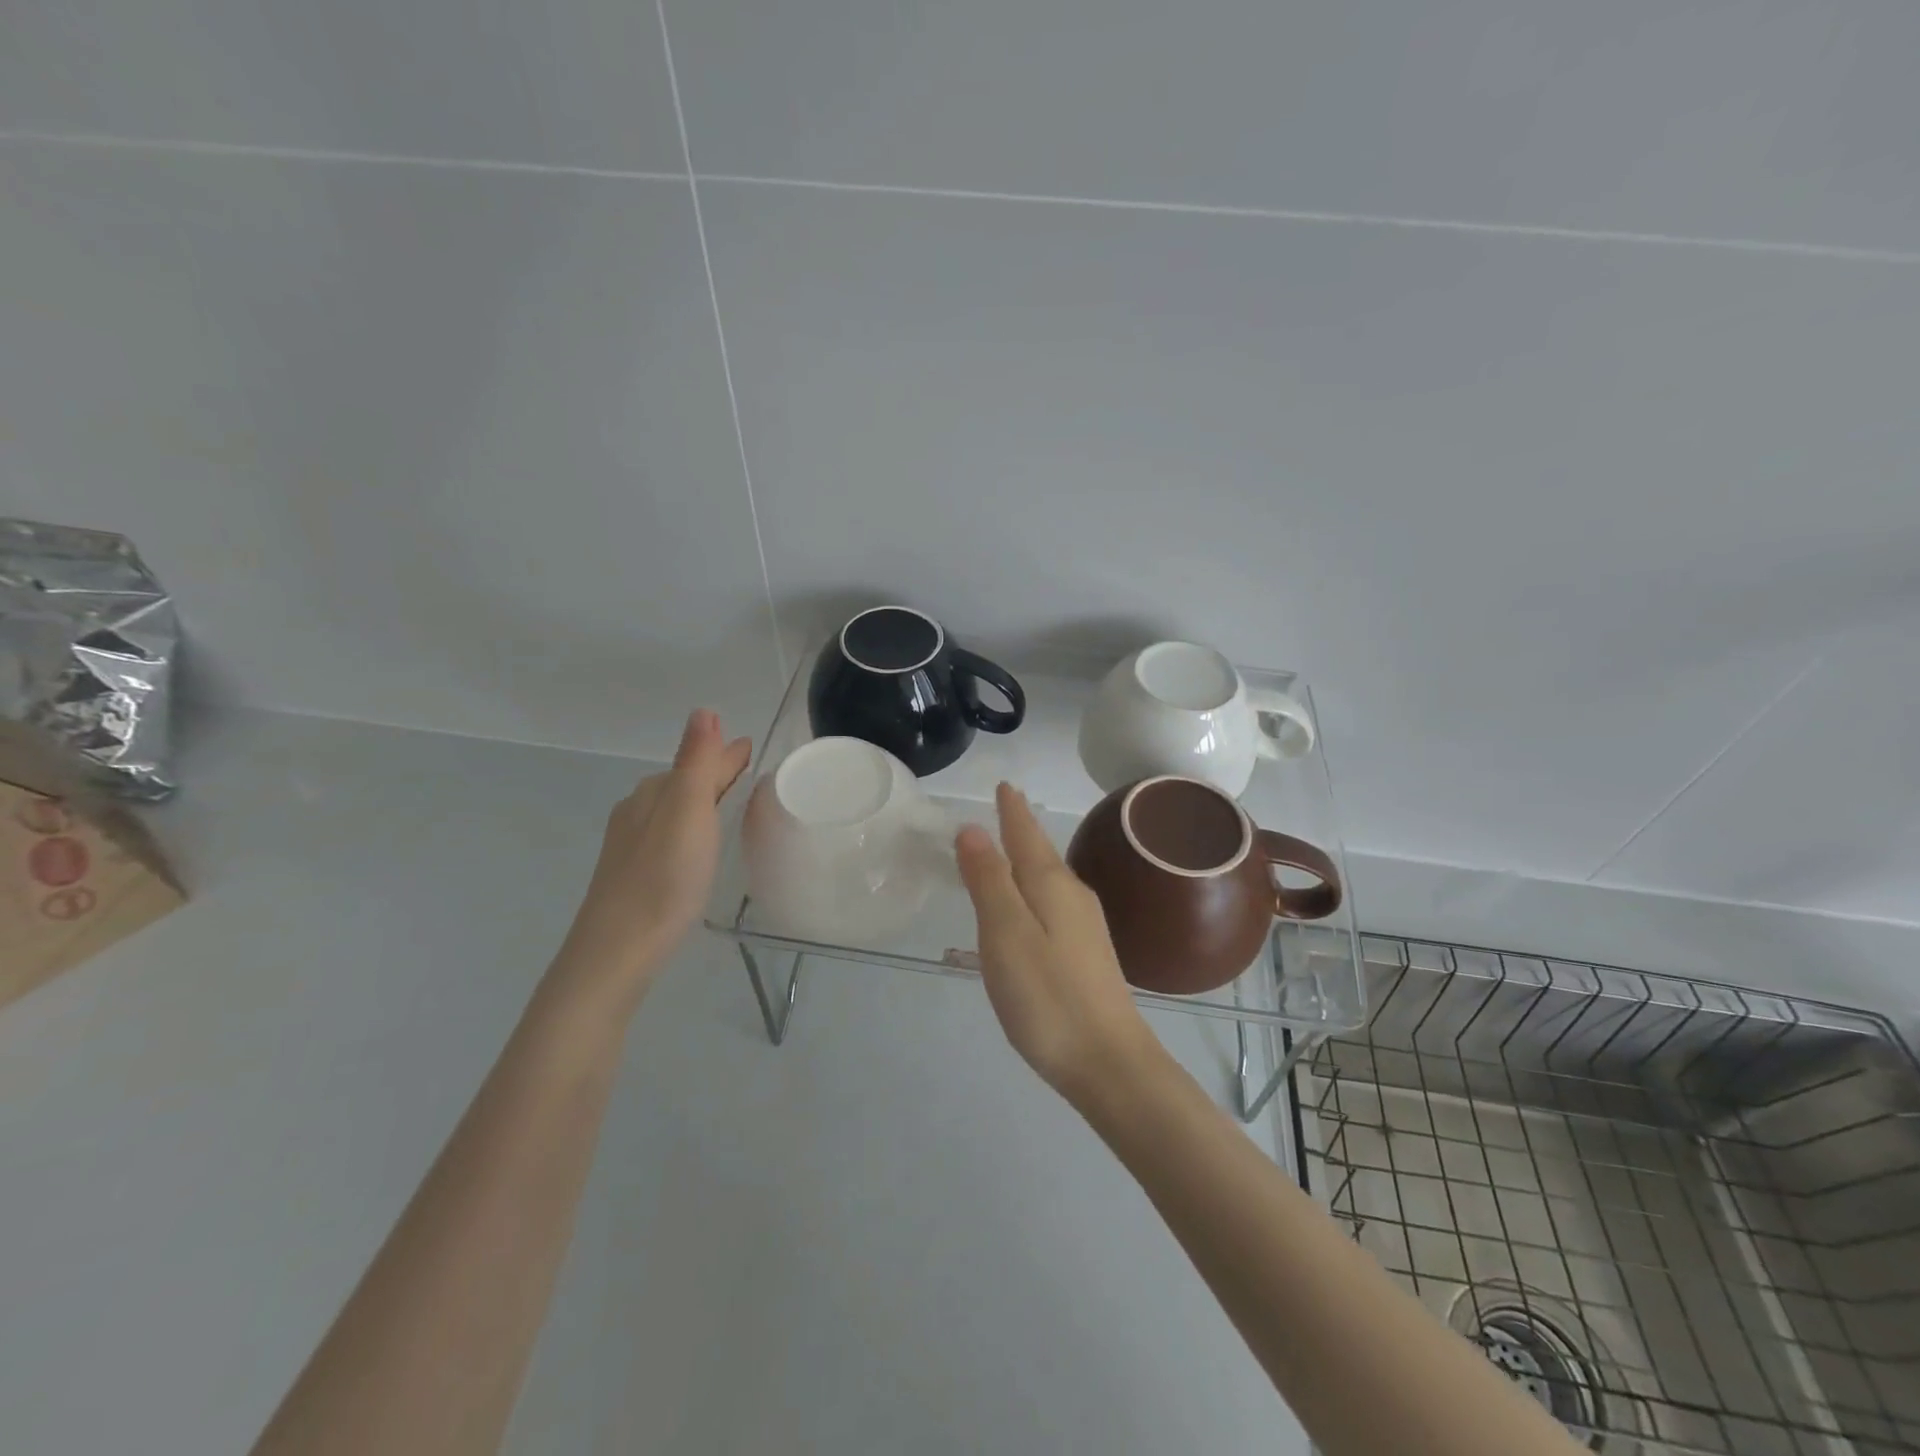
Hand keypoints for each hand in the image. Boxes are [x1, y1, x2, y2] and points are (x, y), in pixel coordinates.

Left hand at [559, 710, 751, 999]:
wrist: (618, 950)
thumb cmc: (663, 877)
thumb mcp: (688, 812)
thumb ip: (697, 762)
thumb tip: (704, 710)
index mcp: (653, 793)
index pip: (698, 762)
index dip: (726, 755)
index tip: (753, 750)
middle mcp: (638, 812)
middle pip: (683, 783)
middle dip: (714, 774)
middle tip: (749, 776)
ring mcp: (631, 846)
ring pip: (674, 811)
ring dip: (701, 802)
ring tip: (730, 808)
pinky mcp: (633, 876)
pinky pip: (669, 836)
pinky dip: (690, 829)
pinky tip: (697, 849)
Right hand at [956, 783, 1160, 1101]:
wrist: (1108, 1062)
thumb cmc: (1047, 996)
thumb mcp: (1006, 934)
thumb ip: (989, 880)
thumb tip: (973, 828)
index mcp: (1052, 886)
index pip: (1026, 835)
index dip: (1012, 811)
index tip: (1005, 786)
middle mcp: (1074, 897)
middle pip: (1041, 854)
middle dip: (1022, 830)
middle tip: (1006, 808)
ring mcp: (1086, 927)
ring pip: (1050, 880)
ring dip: (1029, 860)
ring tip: (1013, 848)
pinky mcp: (1087, 955)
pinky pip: (1054, 904)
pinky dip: (1035, 891)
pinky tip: (1032, 908)